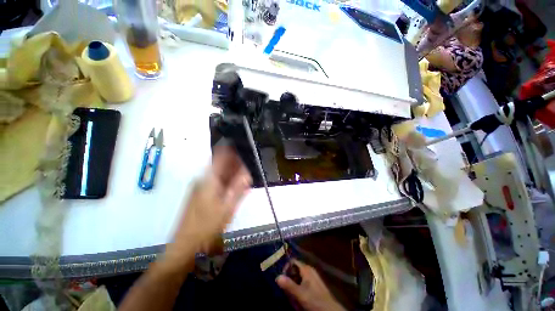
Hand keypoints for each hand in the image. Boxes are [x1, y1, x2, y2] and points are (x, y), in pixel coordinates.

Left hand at [164, 146, 251, 266]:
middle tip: (247, 166)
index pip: (220, 156)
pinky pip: (216, 181)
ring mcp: (200, 186)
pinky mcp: (200, 193)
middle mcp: (203, 179)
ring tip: (244, 175)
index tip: (242, 149)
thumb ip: (238, 188)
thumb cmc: (207, 226)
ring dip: (232, 172)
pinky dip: (226, 181)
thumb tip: (248, 173)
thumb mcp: (227, 207)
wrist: (186, 244)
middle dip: (235, 163)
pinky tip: (234, 186)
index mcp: (209, 179)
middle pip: (220, 164)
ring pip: (219, 173)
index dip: (231, 150)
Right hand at [276, 260, 344, 310]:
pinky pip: (303, 282)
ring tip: (292, 295)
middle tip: (286, 289)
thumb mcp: (300, 294)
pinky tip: (299, 297)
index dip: (286, 268)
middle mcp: (309, 270)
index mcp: (306, 268)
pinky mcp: (314, 284)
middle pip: (295, 269)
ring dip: (294, 285)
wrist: (330, 310)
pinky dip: (299, 288)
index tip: (281, 278)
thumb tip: (277, 276)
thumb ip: (289, 285)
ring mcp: (313, 277)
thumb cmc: (315, 300)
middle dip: (289, 279)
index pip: (292, 261)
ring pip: (298, 277)